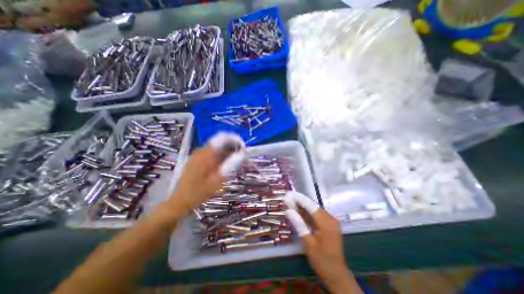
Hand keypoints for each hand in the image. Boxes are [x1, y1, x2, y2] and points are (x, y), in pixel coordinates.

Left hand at [166, 133, 245, 215]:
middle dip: (232, 147)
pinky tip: (222, 166)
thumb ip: (231, 164)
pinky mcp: (196, 159)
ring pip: (216, 148)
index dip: (235, 140)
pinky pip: (211, 153)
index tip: (243, 148)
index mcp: (206, 154)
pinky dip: (219, 156)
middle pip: (220, 142)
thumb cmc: (199, 192)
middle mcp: (201, 151)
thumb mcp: (218, 179)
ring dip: (226, 152)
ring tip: (233, 163)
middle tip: (240, 157)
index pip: (223, 137)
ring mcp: (197, 155)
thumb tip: (242, 154)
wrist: (180, 200)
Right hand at [285, 192, 363, 292]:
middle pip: (313, 206)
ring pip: (315, 210)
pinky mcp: (330, 225)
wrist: (337, 275)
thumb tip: (288, 210)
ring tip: (291, 203)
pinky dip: (308, 213)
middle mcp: (330, 219)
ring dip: (303, 207)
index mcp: (326, 222)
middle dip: (300, 202)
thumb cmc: (321, 260)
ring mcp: (331, 222)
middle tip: (288, 198)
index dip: (299, 199)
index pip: (311, 206)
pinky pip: (317, 216)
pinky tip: (299, 212)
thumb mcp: (307, 242)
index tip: (289, 194)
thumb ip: (299, 224)